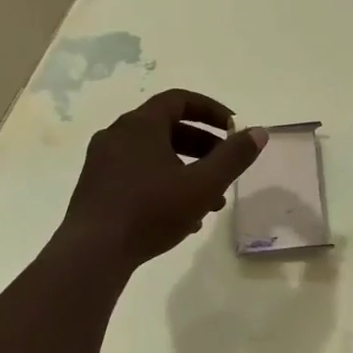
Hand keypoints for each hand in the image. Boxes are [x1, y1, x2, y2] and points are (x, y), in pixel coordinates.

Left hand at [64, 90, 266, 267]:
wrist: (93, 253)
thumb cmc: (151, 211)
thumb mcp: (203, 184)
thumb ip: (234, 157)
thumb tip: (259, 132)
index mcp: (140, 125)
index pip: (180, 99)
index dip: (211, 110)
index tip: (233, 129)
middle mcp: (117, 135)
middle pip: (167, 128)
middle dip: (203, 146)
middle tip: (225, 165)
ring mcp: (102, 162)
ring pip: (154, 155)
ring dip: (186, 170)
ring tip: (211, 200)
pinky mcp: (96, 187)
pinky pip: (138, 174)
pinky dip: (164, 183)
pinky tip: (183, 217)